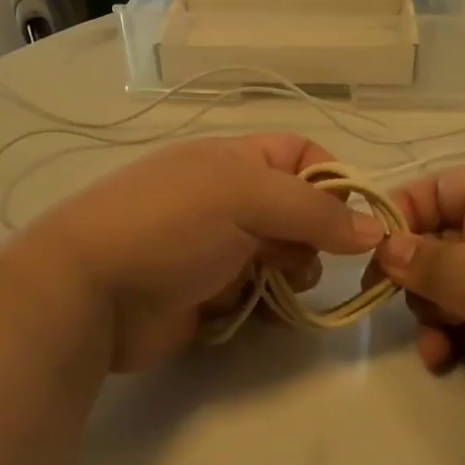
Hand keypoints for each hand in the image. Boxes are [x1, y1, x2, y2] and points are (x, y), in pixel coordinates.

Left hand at [23, 135, 380, 370]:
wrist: (90, 293)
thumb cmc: (169, 226)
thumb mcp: (244, 198)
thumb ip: (314, 211)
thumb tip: (374, 228)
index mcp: (234, 161)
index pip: (301, 155)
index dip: (333, 181)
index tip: (355, 220)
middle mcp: (229, 200)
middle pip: (298, 210)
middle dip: (314, 235)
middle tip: (304, 257)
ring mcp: (218, 249)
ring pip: (283, 256)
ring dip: (293, 271)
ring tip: (281, 283)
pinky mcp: (209, 295)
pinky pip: (259, 295)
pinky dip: (266, 303)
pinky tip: (257, 310)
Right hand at [370, 166, 464, 464]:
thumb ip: (435, 262)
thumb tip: (386, 243)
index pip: (444, 187)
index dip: (404, 210)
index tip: (372, 249)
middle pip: (441, 239)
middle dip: (414, 271)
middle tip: (400, 302)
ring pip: (451, 288)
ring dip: (430, 314)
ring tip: (433, 345)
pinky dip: (451, 341)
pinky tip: (444, 364)